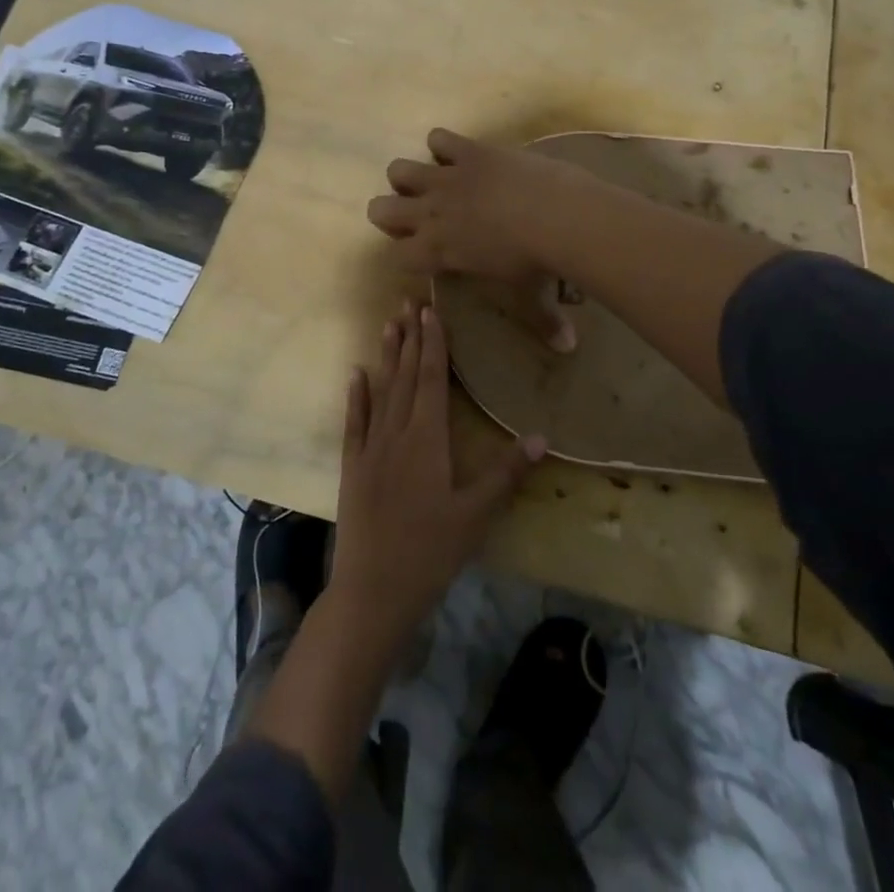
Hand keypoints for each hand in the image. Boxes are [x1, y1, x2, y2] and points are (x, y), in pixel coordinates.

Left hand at [327, 302, 545, 647]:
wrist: (373, 589)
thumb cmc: (431, 551)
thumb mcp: (476, 515)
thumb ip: (506, 473)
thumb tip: (540, 436)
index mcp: (428, 439)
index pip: (431, 379)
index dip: (432, 343)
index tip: (430, 312)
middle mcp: (396, 433)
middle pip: (405, 376)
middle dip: (409, 339)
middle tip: (409, 303)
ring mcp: (370, 448)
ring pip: (380, 391)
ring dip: (386, 357)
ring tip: (388, 325)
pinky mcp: (352, 467)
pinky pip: (354, 422)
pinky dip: (356, 396)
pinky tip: (355, 374)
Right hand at [365, 129, 590, 349]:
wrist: (558, 217)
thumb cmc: (538, 265)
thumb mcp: (534, 298)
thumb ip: (544, 322)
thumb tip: (567, 347)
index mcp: (438, 252)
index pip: (397, 256)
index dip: (406, 254)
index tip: (424, 253)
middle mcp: (431, 214)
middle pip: (380, 209)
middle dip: (392, 212)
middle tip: (419, 215)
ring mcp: (446, 179)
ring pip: (399, 169)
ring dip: (410, 175)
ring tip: (434, 181)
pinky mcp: (468, 151)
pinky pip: (439, 138)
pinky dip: (444, 144)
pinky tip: (461, 153)